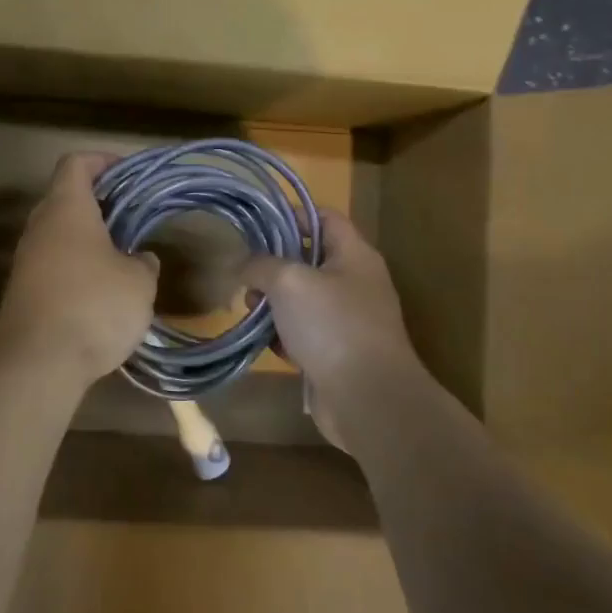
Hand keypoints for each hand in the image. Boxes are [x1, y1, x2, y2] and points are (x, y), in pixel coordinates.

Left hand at [0, 153, 159, 385]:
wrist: (38, 364)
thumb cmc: (94, 307)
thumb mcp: (138, 283)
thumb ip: (143, 263)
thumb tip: (140, 260)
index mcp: (66, 209)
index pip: (76, 163)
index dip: (102, 161)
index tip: (128, 173)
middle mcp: (39, 227)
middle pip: (65, 197)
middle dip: (100, 202)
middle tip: (132, 216)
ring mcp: (26, 261)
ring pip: (59, 234)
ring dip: (88, 238)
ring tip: (123, 256)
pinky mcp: (22, 292)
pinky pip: (53, 264)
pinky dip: (76, 266)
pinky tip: (101, 291)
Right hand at [239, 210, 424, 447]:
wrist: (367, 398)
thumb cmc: (332, 325)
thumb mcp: (289, 282)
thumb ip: (261, 265)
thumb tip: (243, 264)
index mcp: (355, 255)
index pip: (324, 217)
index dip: (292, 214)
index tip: (257, 224)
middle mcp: (356, 282)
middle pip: (310, 259)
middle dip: (275, 264)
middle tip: (246, 273)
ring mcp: (349, 320)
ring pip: (304, 299)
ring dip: (275, 302)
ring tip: (250, 308)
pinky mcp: (339, 352)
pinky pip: (306, 333)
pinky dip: (286, 335)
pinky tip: (268, 343)